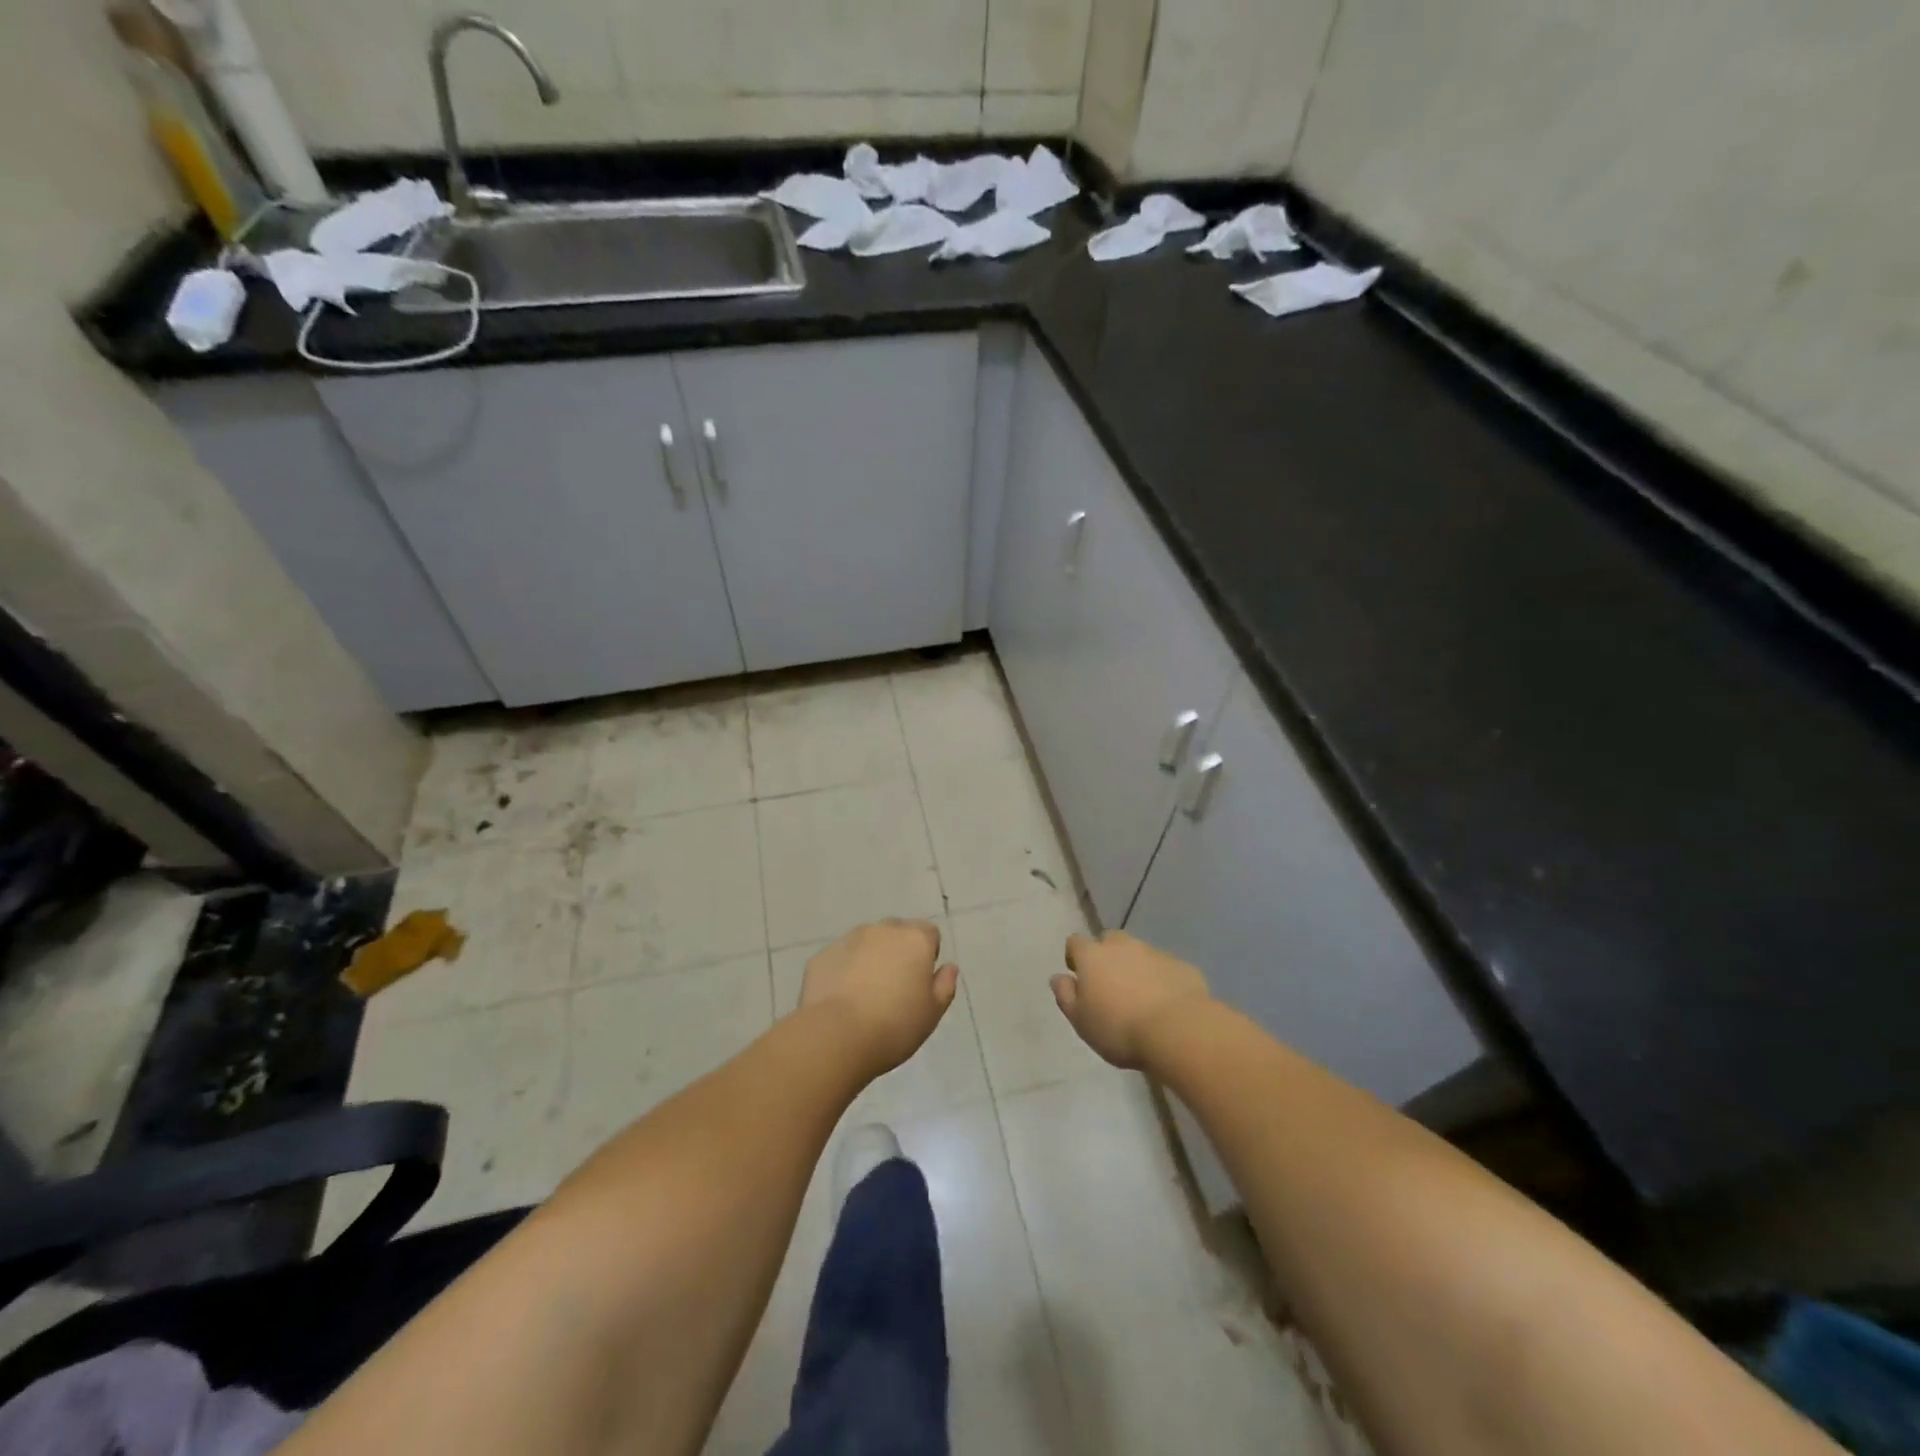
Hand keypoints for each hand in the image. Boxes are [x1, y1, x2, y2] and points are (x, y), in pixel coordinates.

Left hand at [799, 919, 958, 1077]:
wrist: (836, 1036)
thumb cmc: (894, 1025)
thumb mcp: (932, 1013)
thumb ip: (944, 986)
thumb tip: (949, 968)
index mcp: (915, 940)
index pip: (929, 933)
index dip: (927, 954)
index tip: (920, 981)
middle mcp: (882, 930)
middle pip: (896, 932)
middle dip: (898, 951)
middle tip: (894, 987)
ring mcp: (848, 940)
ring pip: (866, 942)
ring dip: (869, 958)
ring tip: (865, 994)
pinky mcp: (822, 956)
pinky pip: (840, 958)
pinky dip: (843, 971)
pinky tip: (841, 999)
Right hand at [1052, 930, 1209, 1068]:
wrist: (1178, 1030)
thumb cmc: (1119, 1028)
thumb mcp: (1081, 1021)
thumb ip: (1066, 996)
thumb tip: (1058, 977)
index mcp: (1092, 956)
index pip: (1075, 942)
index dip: (1075, 957)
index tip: (1079, 976)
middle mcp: (1122, 946)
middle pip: (1109, 941)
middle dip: (1108, 956)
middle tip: (1111, 985)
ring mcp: (1154, 952)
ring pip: (1139, 953)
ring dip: (1136, 967)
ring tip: (1140, 997)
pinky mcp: (1181, 965)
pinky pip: (1165, 968)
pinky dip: (1162, 979)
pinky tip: (1166, 1004)